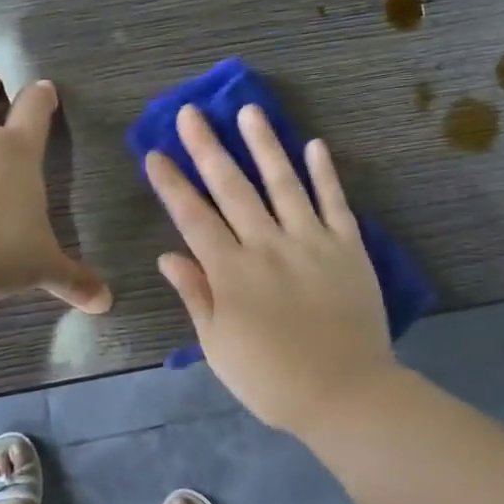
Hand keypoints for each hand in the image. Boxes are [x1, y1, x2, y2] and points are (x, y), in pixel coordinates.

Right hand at [145, 103, 398, 435]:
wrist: (345, 393)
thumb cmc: (272, 379)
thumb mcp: (219, 346)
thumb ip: (196, 295)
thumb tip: (169, 255)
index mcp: (231, 272)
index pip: (193, 217)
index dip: (172, 184)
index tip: (155, 153)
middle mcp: (267, 245)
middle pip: (232, 187)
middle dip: (208, 148)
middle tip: (192, 113)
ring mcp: (311, 241)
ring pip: (283, 182)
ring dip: (264, 144)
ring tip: (249, 111)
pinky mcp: (348, 246)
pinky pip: (335, 201)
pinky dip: (325, 173)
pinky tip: (314, 145)